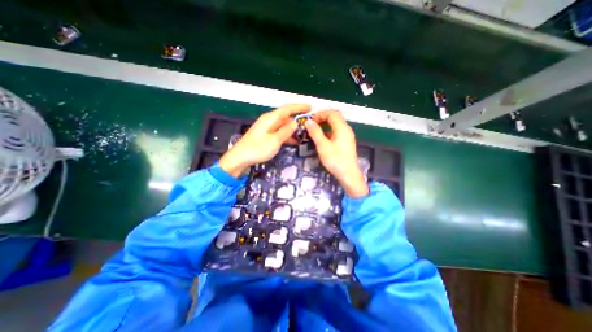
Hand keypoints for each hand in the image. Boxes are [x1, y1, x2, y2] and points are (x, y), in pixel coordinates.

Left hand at [219, 104, 310, 177]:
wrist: (240, 158)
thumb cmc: (258, 148)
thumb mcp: (275, 140)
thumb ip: (286, 131)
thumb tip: (295, 123)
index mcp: (271, 118)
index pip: (288, 109)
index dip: (299, 107)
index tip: (310, 107)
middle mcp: (269, 120)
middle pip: (286, 116)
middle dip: (298, 118)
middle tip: (310, 122)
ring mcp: (267, 128)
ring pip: (283, 125)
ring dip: (293, 128)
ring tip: (305, 133)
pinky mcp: (265, 135)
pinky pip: (279, 132)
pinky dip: (287, 135)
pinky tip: (294, 141)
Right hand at [307, 110, 368, 198]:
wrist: (349, 175)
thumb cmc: (336, 160)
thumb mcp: (323, 146)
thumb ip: (315, 132)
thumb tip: (308, 121)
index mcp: (342, 127)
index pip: (332, 113)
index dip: (320, 114)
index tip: (310, 120)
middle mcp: (346, 129)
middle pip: (334, 118)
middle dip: (322, 118)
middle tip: (311, 125)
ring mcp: (347, 136)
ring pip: (335, 126)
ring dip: (324, 125)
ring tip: (314, 131)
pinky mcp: (346, 143)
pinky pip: (336, 133)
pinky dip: (328, 132)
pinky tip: (321, 140)